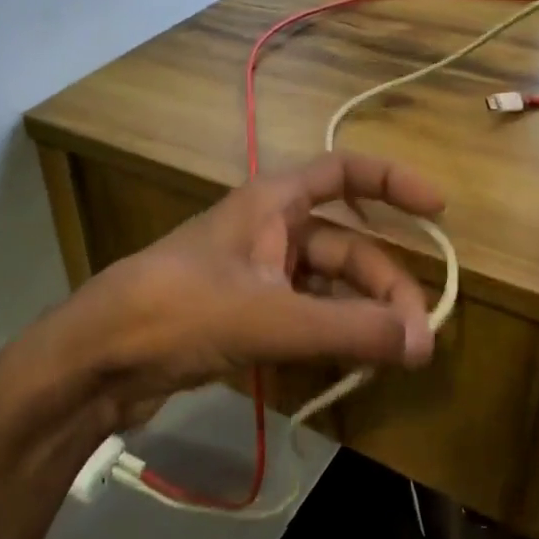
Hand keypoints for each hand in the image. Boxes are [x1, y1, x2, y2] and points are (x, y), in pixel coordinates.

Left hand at [34, 152, 443, 429]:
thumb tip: (424, 342)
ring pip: (327, 287)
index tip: (439, 210)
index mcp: (271, 204)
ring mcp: (255, 275)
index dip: (392, 183)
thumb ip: (347, 328)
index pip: (342, 173)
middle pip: (346, 245)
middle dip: (385, 285)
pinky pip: (304, 317)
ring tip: (393, 357)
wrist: (99, 358)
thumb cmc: (179, 311)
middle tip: (417, 338)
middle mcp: (268, 231)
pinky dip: (332, 336)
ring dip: (361, 316)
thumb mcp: (268, 316)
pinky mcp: (243, 315)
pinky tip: (352, 366)